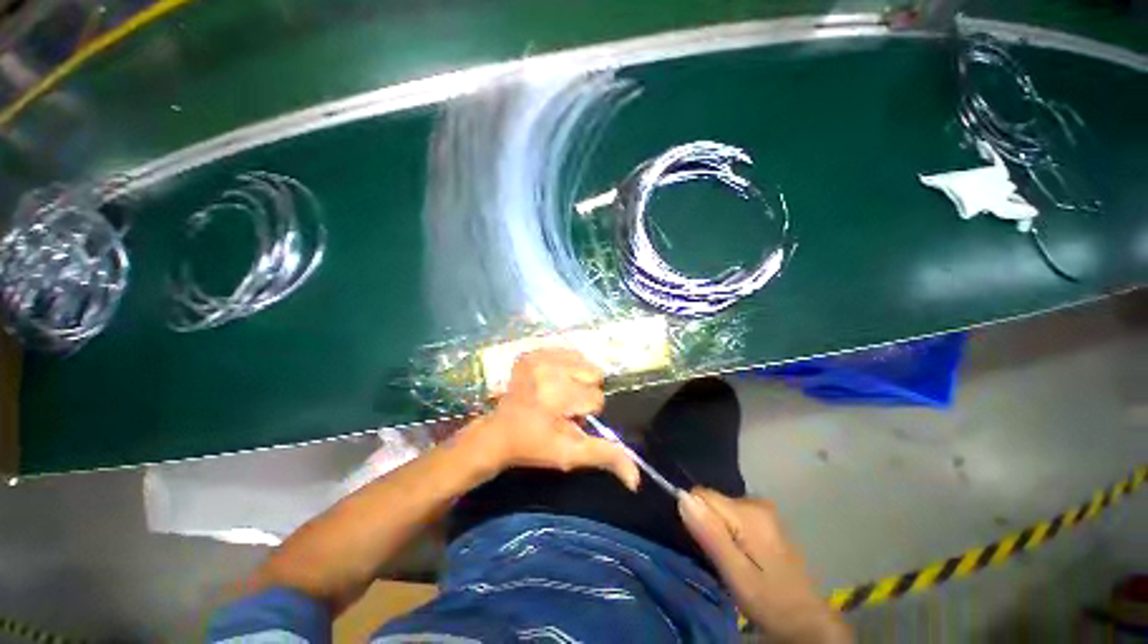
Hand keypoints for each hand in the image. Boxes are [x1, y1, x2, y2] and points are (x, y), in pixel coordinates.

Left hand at [463, 348, 639, 489]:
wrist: (499, 431)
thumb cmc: (535, 445)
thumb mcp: (570, 454)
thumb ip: (604, 456)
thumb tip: (636, 479)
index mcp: (557, 395)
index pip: (596, 398)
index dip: (584, 412)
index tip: (564, 419)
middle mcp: (549, 369)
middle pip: (593, 373)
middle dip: (583, 391)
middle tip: (561, 406)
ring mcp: (538, 356)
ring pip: (583, 361)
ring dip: (576, 378)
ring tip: (556, 393)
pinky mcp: (532, 351)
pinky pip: (568, 352)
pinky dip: (565, 367)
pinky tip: (551, 381)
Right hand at [679, 489, 851, 642]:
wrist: (807, 622)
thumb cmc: (770, 602)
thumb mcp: (736, 574)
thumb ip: (710, 533)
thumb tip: (682, 496)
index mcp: (748, 512)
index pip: (701, 495)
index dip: (696, 517)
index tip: (705, 546)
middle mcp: (756, 501)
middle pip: (711, 501)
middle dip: (708, 525)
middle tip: (720, 559)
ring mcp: (762, 509)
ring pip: (720, 509)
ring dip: (717, 531)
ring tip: (730, 560)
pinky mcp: (764, 519)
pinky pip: (731, 515)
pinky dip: (728, 532)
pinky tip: (740, 555)